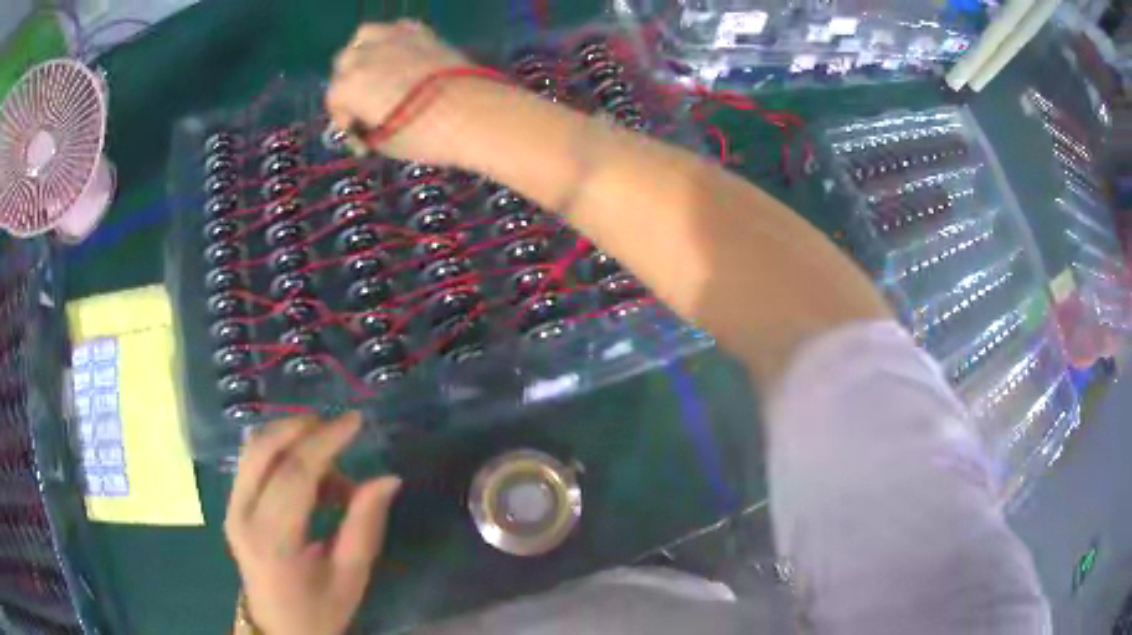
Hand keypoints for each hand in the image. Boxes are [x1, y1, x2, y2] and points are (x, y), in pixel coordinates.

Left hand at [225, 412, 401, 634]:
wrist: (278, 628)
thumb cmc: (319, 609)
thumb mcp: (351, 576)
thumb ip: (365, 525)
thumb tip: (388, 479)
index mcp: (273, 540)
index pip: (295, 474)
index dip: (326, 441)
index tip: (355, 421)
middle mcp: (243, 515)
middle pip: (264, 449)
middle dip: (303, 428)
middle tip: (339, 429)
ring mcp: (232, 507)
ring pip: (255, 448)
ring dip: (291, 438)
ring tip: (329, 459)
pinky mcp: (232, 505)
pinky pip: (253, 461)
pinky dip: (281, 452)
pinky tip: (309, 474)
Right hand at [326, 20, 481, 165]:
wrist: (476, 114)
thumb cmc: (425, 136)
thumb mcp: (386, 143)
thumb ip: (366, 130)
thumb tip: (365, 126)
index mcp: (349, 86)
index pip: (333, 100)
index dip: (343, 120)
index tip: (360, 135)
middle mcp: (364, 56)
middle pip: (344, 64)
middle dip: (349, 84)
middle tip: (366, 104)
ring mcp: (394, 39)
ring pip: (364, 37)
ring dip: (363, 53)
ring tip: (375, 70)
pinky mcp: (422, 33)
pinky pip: (397, 28)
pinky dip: (393, 39)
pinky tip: (401, 54)